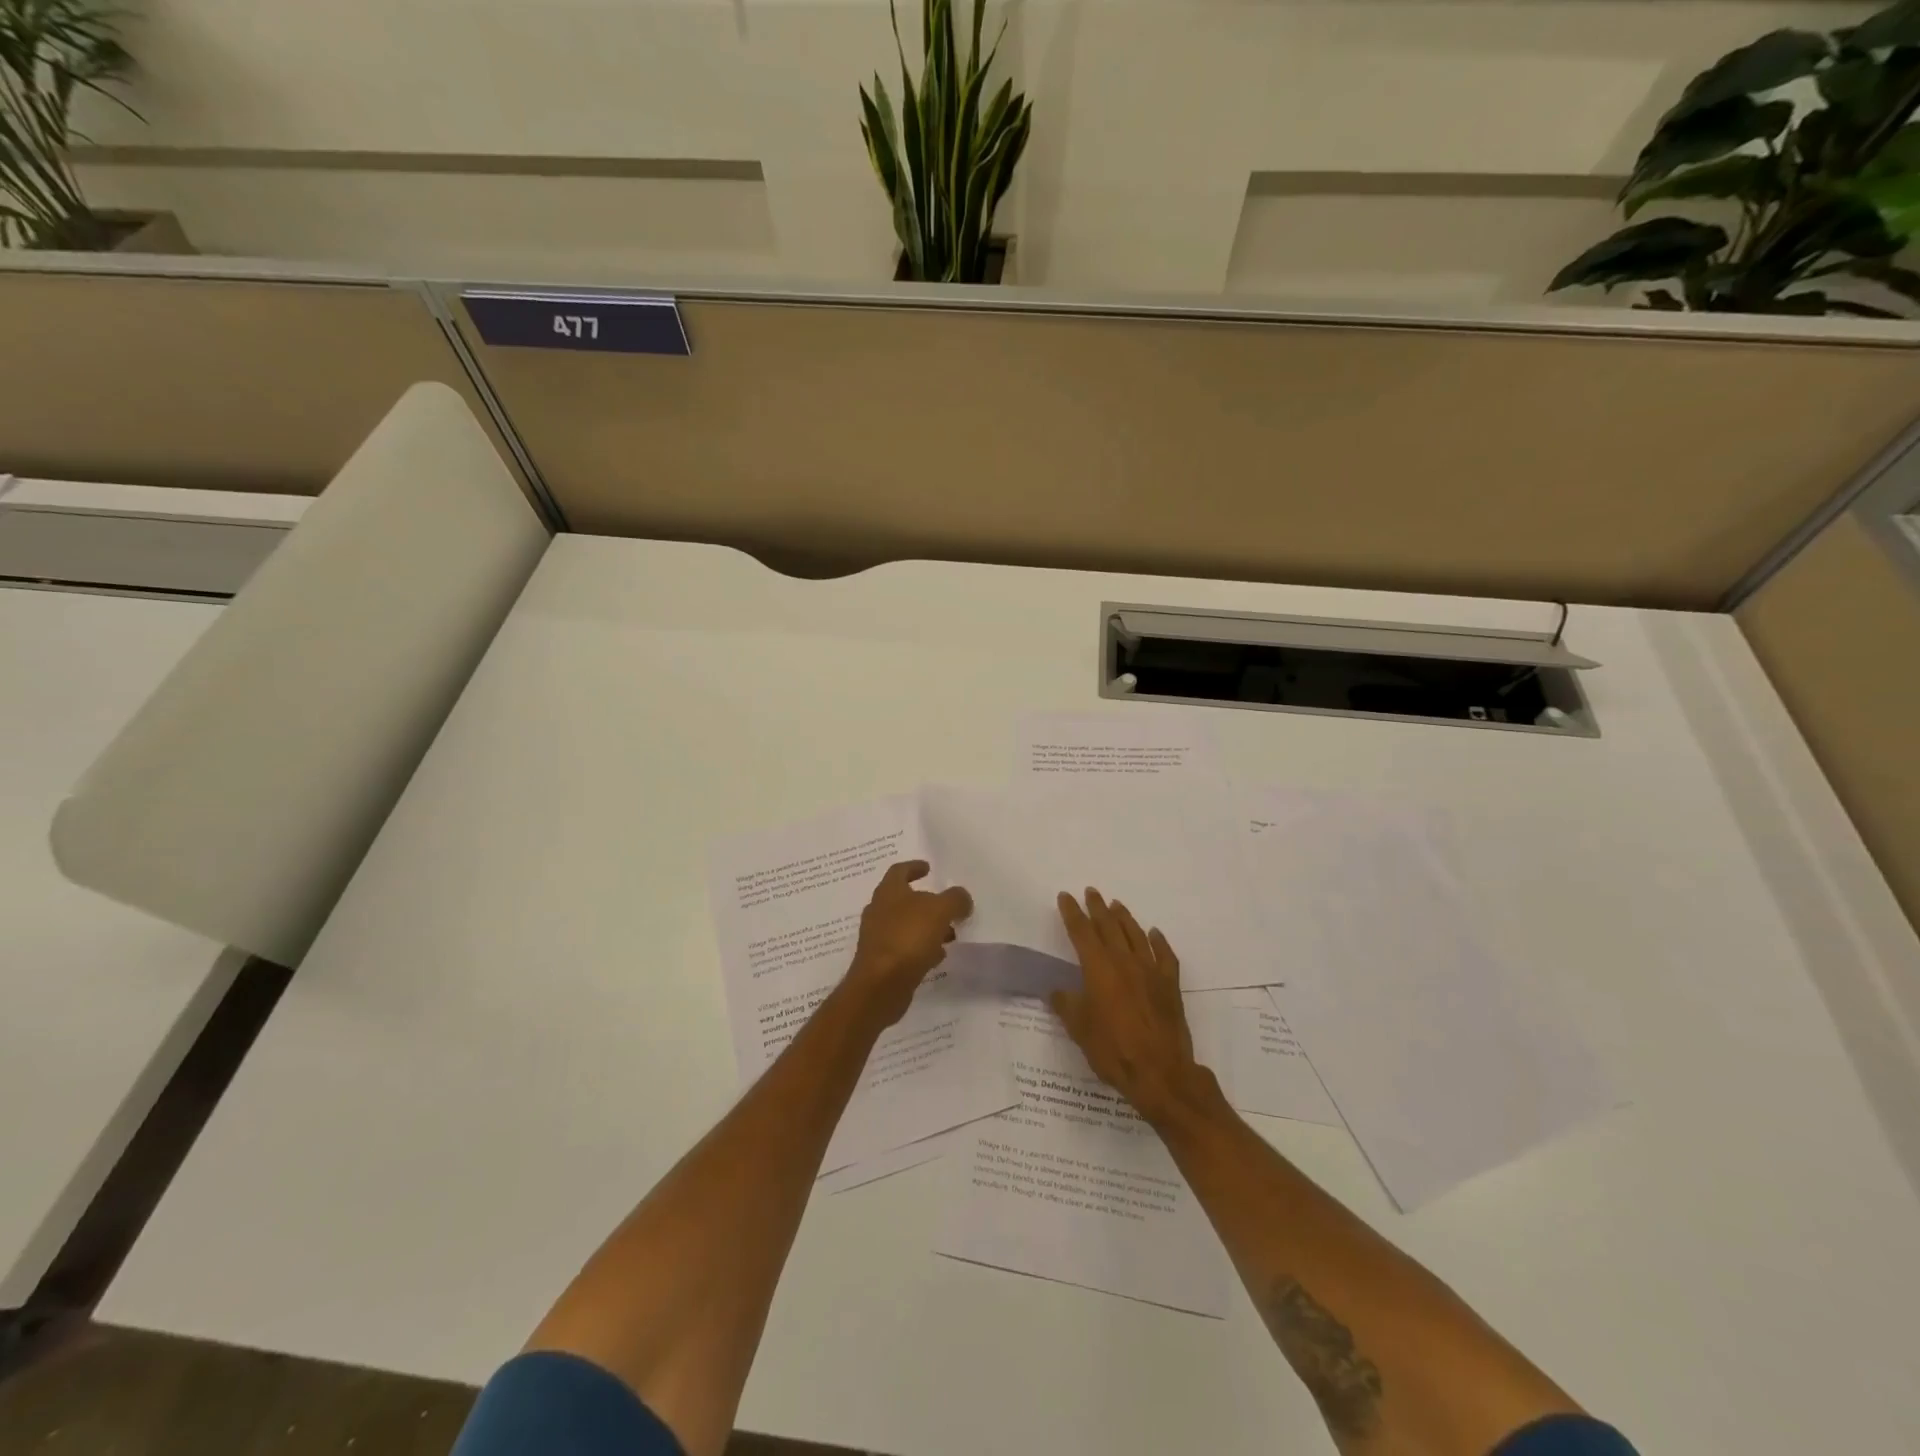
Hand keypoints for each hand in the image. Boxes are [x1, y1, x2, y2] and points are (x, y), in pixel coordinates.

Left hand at [844, 860, 973, 1026]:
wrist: (880, 985)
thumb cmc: (907, 937)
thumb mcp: (939, 910)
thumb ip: (955, 899)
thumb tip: (962, 898)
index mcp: (888, 892)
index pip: (899, 871)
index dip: (914, 867)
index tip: (928, 868)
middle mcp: (879, 911)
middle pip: (904, 900)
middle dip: (927, 902)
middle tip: (947, 907)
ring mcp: (878, 938)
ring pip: (906, 926)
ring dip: (927, 927)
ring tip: (950, 934)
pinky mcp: (882, 962)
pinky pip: (905, 948)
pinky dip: (921, 948)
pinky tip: (937, 956)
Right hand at [1050, 889, 1210, 1124]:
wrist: (1161, 1073)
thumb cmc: (1113, 1050)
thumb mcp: (1080, 1030)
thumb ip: (1067, 1005)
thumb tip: (1056, 990)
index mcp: (1099, 969)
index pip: (1082, 933)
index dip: (1072, 913)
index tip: (1065, 896)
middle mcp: (1125, 962)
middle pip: (1109, 927)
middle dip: (1097, 907)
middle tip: (1091, 892)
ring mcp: (1151, 971)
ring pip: (1136, 935)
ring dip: (1124, 917)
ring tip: (1116, 905)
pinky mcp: (1170, 985)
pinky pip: (1165, 955)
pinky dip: (1158, 941)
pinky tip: (1154, 934)